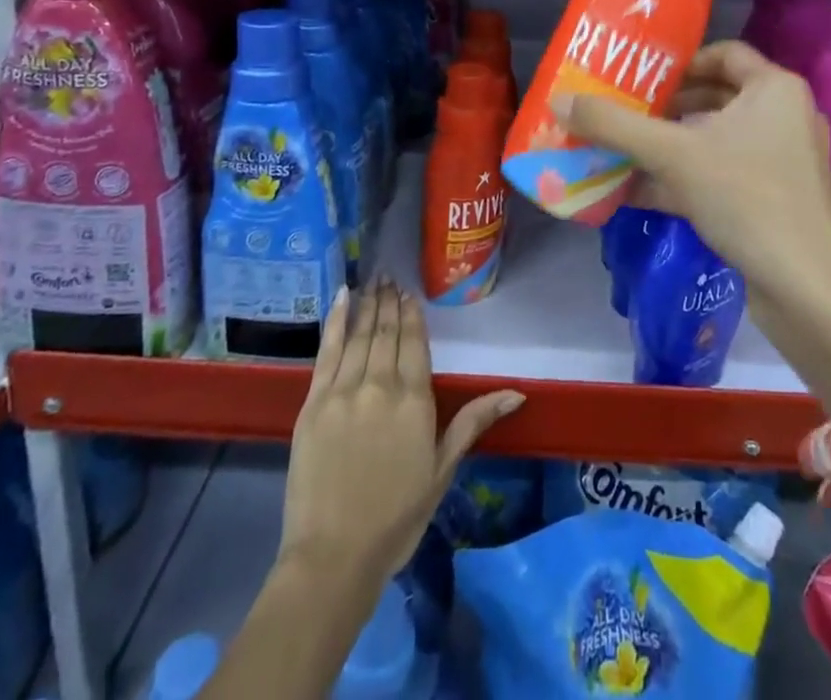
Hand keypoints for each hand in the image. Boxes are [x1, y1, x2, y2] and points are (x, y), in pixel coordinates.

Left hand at [278, 280, 523, 585]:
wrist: (334, 555)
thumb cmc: (396, 517)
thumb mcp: (442, 469)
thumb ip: (473, 422)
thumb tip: (516, 392)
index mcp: (414, 399)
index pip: (415, 342)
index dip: (412, 314)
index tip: (409, 293)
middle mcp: (381, 384)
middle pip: (387, 332)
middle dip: (389, 301)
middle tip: (390, 276)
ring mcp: (344, 390)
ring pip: (360, 334)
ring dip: (368, 304)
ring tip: (373, 280)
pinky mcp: (314, 402)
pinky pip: (327, 351)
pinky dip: (336, 321)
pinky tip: (341, 297)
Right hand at [555, 41, 830, 413]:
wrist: (806, 288)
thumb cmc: (746, 197)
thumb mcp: (673, 155)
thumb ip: (615, 126)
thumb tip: (559, 102)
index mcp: (775, 88)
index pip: (723, 54)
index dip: (679, 62)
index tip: (640, 78)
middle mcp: (783, 117)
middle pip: (715, 97)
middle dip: (665, 108)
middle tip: (621, 113)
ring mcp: (781, 161)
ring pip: (715, 140)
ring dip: (668, 146)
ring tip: (620, 151)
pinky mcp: (774, 200)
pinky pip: (721, 175)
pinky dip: (683, 179)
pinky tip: (636, 193)